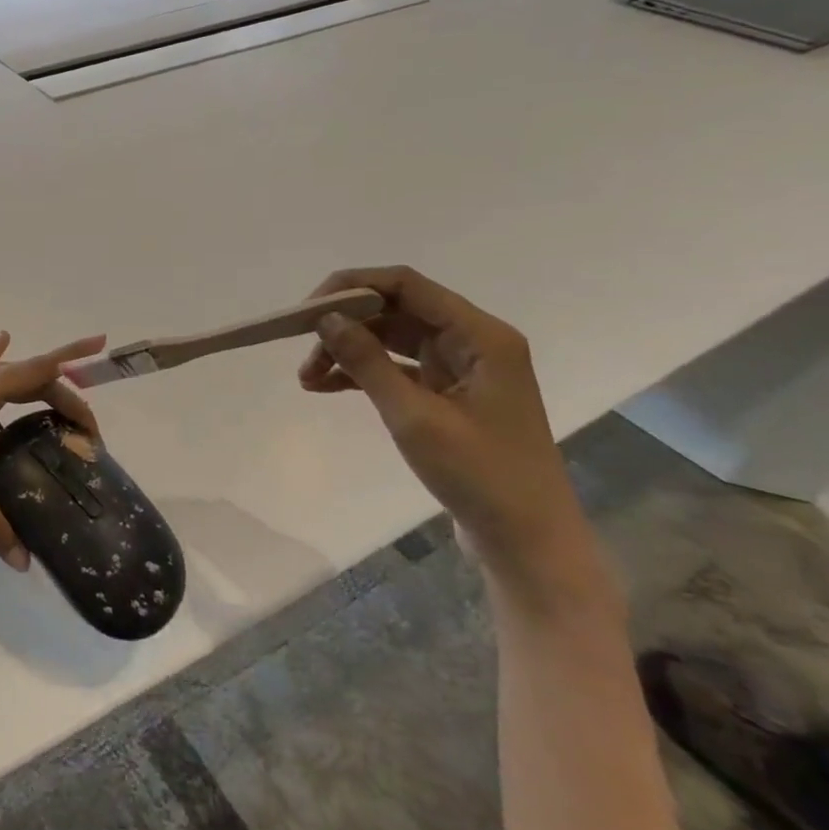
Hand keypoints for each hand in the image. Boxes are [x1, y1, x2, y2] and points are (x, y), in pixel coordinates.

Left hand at [0, 332, 106, 568]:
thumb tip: (25, 561)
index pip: (36, 373)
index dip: (72, 365)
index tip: (104, 354)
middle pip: (27, 375)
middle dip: (63, 392)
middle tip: (89, 429)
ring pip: (5, 373)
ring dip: (36, 379)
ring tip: (63, 392)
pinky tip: (0, 341)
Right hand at [297, 266, 595, 597]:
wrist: (528, 544)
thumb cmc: (481, 476)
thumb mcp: (415, 417)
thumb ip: (368, 362)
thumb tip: (325, 318)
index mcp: (480, 336)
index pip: (406, 285)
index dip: (352, 287)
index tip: (307, 310)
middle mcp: (472, 341)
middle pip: (394, 309)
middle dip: (344, 324)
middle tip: (300, 345)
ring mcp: (460, 368)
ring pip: (390, 338)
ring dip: (347, 350)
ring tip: (306, 376)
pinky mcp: (448, 394)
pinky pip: (395, 367)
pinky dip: (360, 373)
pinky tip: (323, 386)